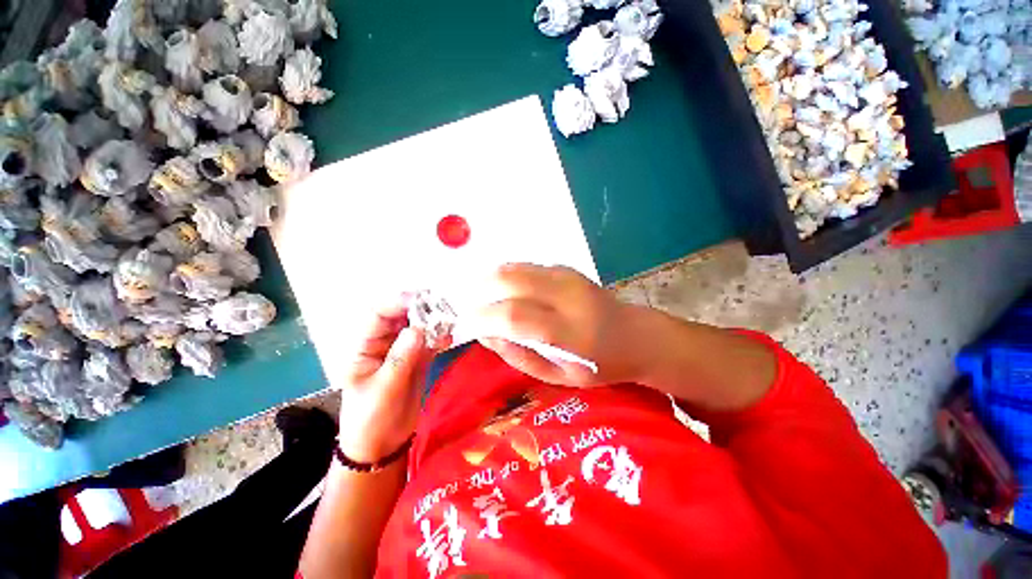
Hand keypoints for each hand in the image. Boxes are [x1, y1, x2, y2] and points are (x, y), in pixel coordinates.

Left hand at [336, 297, 444, 462]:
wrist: (382, 446)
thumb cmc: (371, 419)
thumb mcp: (382, 390)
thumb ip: (400, 359)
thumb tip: (417, 329)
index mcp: (365, 347)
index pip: (378, 315)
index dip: (396, 302)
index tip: (420, 298)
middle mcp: (384, 344)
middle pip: (402, 317)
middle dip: (420, 309)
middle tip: (442, 306)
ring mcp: (403, 351)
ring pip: (419, 328)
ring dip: (433, 323)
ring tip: (449, 320)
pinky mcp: (419, 360)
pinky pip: (430, 343)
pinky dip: (440, 339)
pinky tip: (449, 339)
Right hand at [472, 264, 644, 386]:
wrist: (636, 335)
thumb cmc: (599, 365)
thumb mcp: (558, 377)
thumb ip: (519, 356)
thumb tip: (485, 334)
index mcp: (569, 332)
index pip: (515, 316)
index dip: (484, 317)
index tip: (467, 324)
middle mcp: (568, 297)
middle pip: (512, 280)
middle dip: (482, 291)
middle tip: (471, 307)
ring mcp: (569, 278)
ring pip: (517, 268)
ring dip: (491, 280)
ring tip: (482, 297)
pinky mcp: (568, 269)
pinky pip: (527, 266)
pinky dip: (508, 275)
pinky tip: (505, 290)